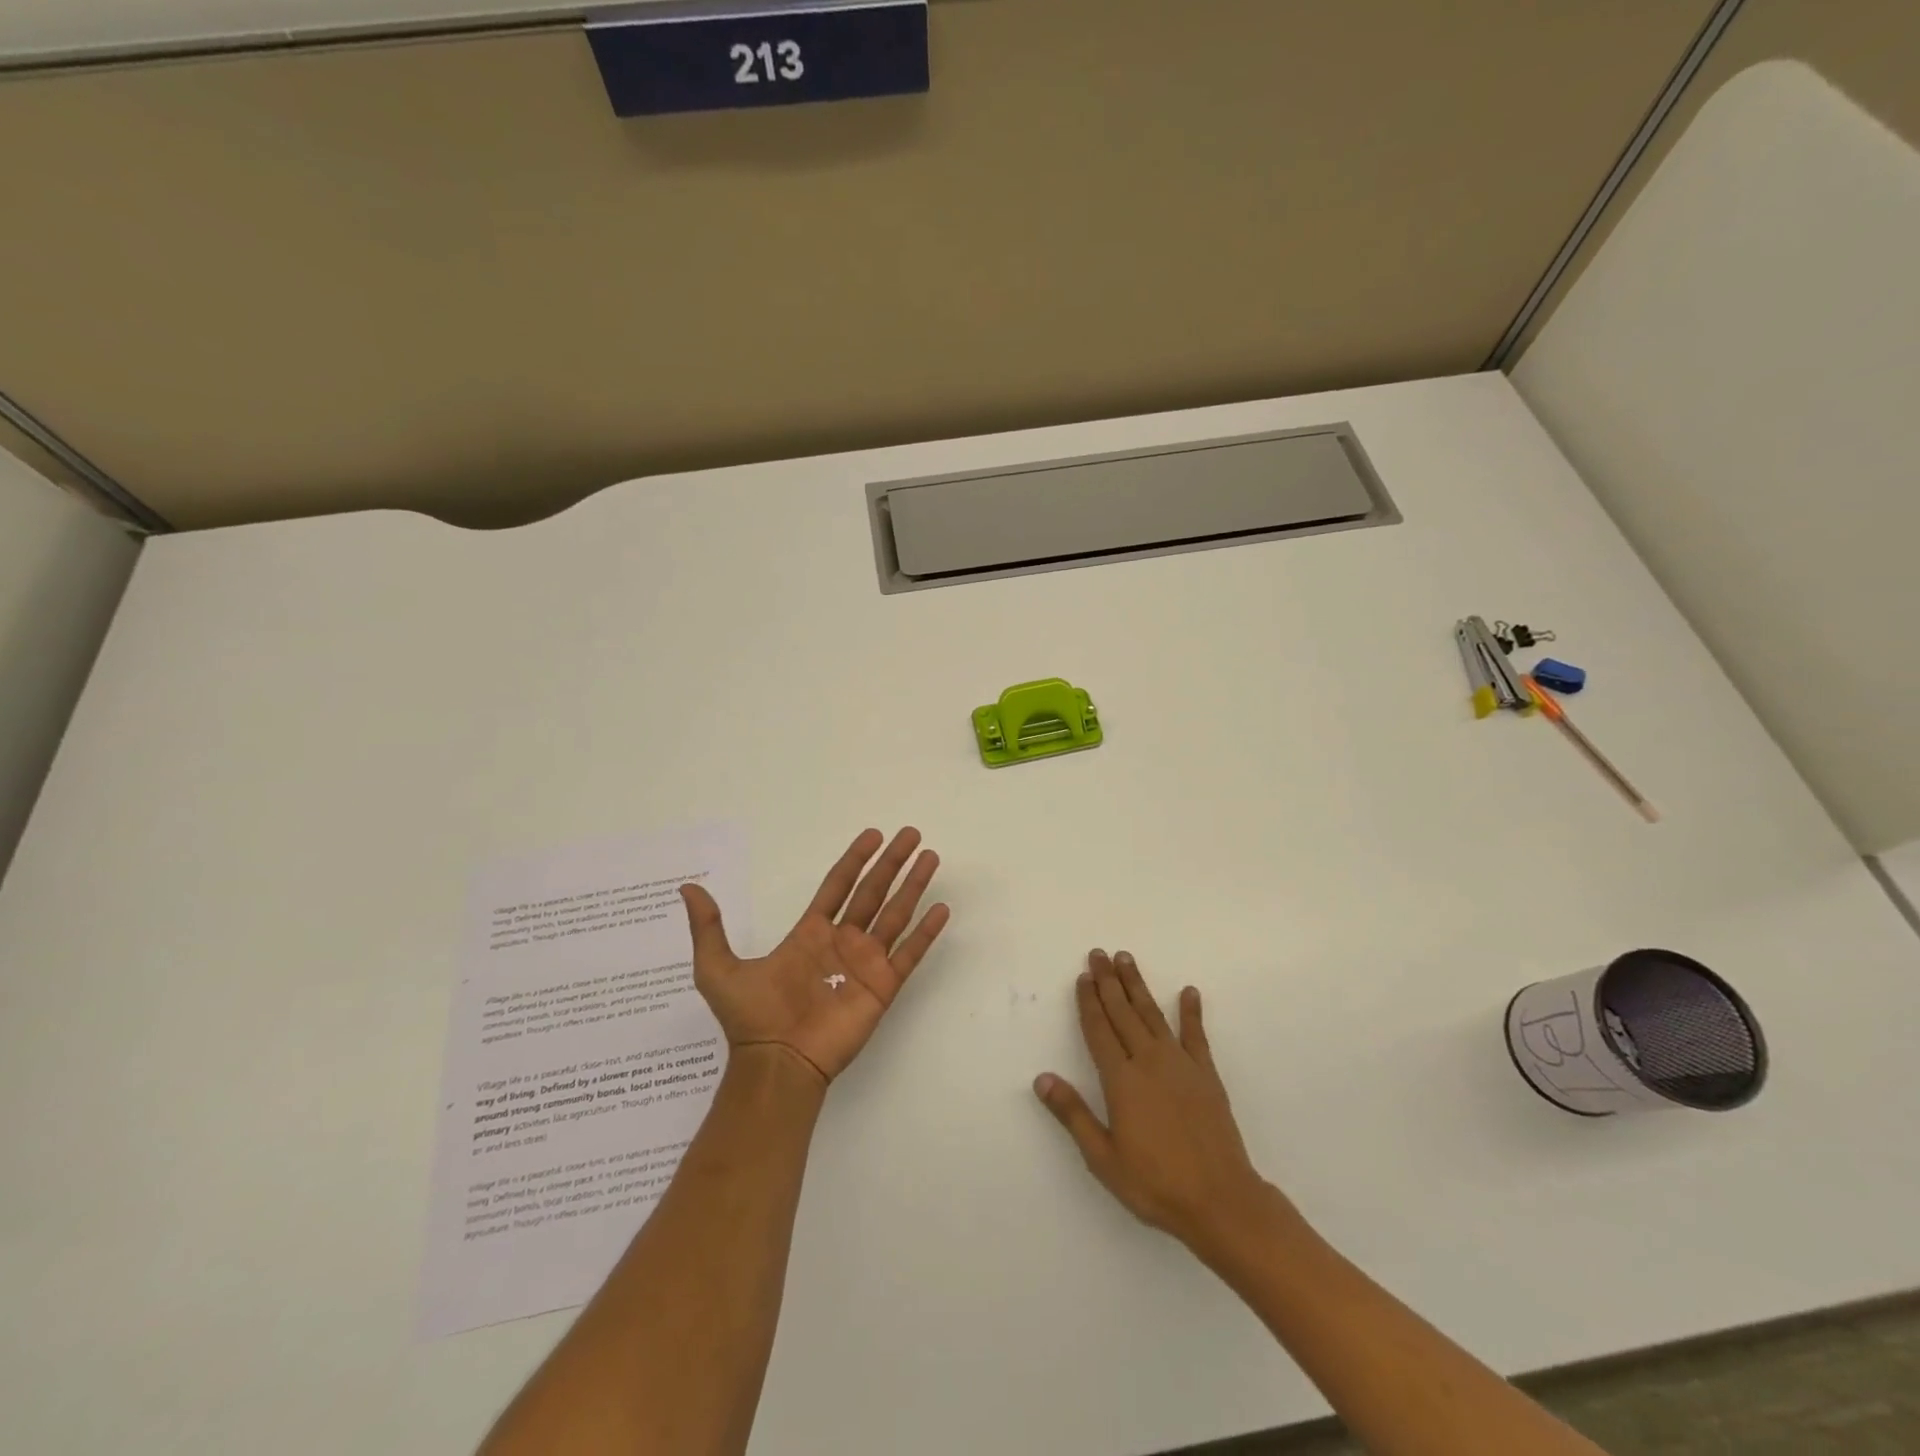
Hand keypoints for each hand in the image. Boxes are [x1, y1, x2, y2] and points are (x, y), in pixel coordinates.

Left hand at [681, 827, 949, 1085]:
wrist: (774, 1063)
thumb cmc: (750, 1017)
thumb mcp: (717, 968)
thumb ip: (708, 927)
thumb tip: (686, 889)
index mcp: (810, 933)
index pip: (838, 885)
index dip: (856, 859)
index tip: (873, 835)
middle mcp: (842, 942)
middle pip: (873, 891)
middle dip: (892, 862)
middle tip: (911, 834)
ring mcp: (865, 963)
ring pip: (895, 914)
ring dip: (913, 886)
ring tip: (930, 857)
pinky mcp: (882, 987)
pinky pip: (909, 953)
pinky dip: (926, 932)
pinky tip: (941, 908)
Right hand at [1036, 950, 1282, 1254]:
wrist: (1220, 1201)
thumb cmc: (1155, 1184)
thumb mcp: (1103, 1157)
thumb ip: (1073, 1114)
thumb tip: (1041, 1079)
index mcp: (1121, 1080)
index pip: (1099, 1030)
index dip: (1088, 1002)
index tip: (1083, 976)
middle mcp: (1148, 1061)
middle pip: (1122, 1012)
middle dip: (1108, 981)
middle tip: (1099, 953)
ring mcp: (1180, 1064)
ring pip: (1152, 1014)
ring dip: (1138, 985)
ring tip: (1126, 959)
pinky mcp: (1206, 1074)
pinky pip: (1195, 1035)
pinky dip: (1191, 1012)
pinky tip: (1189, 992)